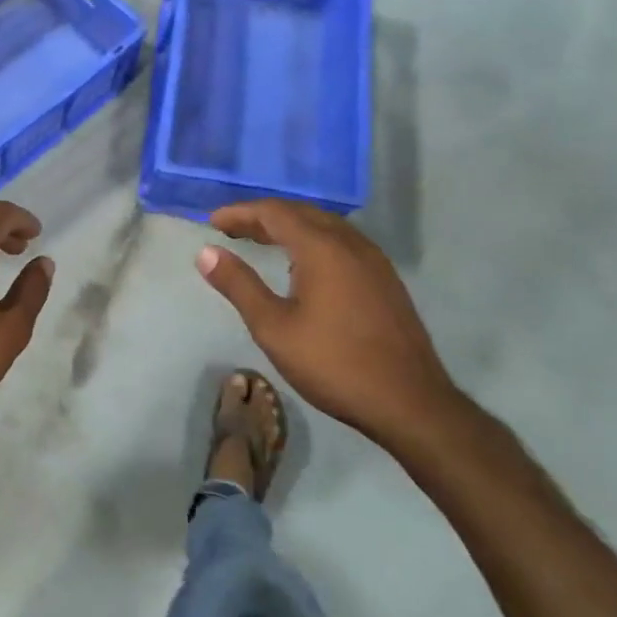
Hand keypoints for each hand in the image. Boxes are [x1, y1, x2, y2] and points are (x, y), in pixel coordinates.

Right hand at [196, 199, 459, 444]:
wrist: (410, 404)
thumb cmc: (333, 364)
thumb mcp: (273, 327)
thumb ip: (239, 285)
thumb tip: (206, 253)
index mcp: (322, 249)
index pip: (274, 213)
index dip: (240, 213)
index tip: (212, 222)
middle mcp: (351, 244)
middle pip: (301, 213)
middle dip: (263, 216)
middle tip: (231, 230)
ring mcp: (374, 261)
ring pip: (325, 226)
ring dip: (289, 226)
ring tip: (260, 242)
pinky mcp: (385, 280)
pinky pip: (342, 242)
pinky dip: (312, 240)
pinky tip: (302, 265)